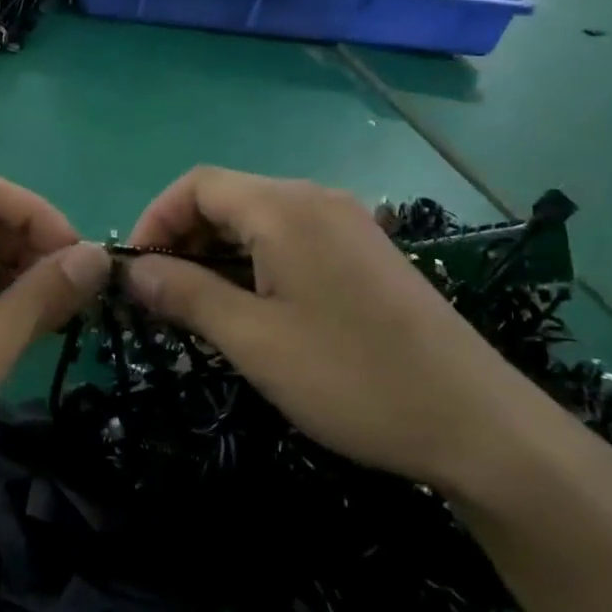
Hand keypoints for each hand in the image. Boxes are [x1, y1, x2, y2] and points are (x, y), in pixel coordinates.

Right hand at [124, 167, 581, 496]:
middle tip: (162, 299)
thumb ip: (185, 294)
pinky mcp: (366, 253)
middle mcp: (316, 200)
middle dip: (183, 240)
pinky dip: (254, 264)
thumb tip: (133, 270)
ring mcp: (347, 224)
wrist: (479, 426)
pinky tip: (253, 310)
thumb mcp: (253, 340)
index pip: (197, 185)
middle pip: (227, 198)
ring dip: (216, 255)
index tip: (135, 273)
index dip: (154, 220)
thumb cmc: (352, 378)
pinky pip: (291, 240)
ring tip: (200, 310)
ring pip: (258, 221)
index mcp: (285, 208)